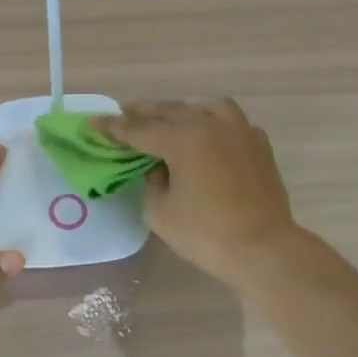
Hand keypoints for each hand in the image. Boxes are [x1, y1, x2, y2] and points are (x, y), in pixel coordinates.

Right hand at [92, 99, 298, 289]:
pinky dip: (214, 123)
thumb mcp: (161, 212)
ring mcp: (240, 132)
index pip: (139, 129)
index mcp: (183, 139)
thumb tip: (159, 167)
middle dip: (144, 112)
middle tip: (124, 113)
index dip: (113, 127)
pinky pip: (232, 122)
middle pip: (171, 111)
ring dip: (183, 110)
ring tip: (170, 119)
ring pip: (206, 107)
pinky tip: (209, 135)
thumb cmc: (206, 234)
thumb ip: (152, 182)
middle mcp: (211, 125)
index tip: (93, 122)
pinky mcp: (259, 146)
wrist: (263, 249)